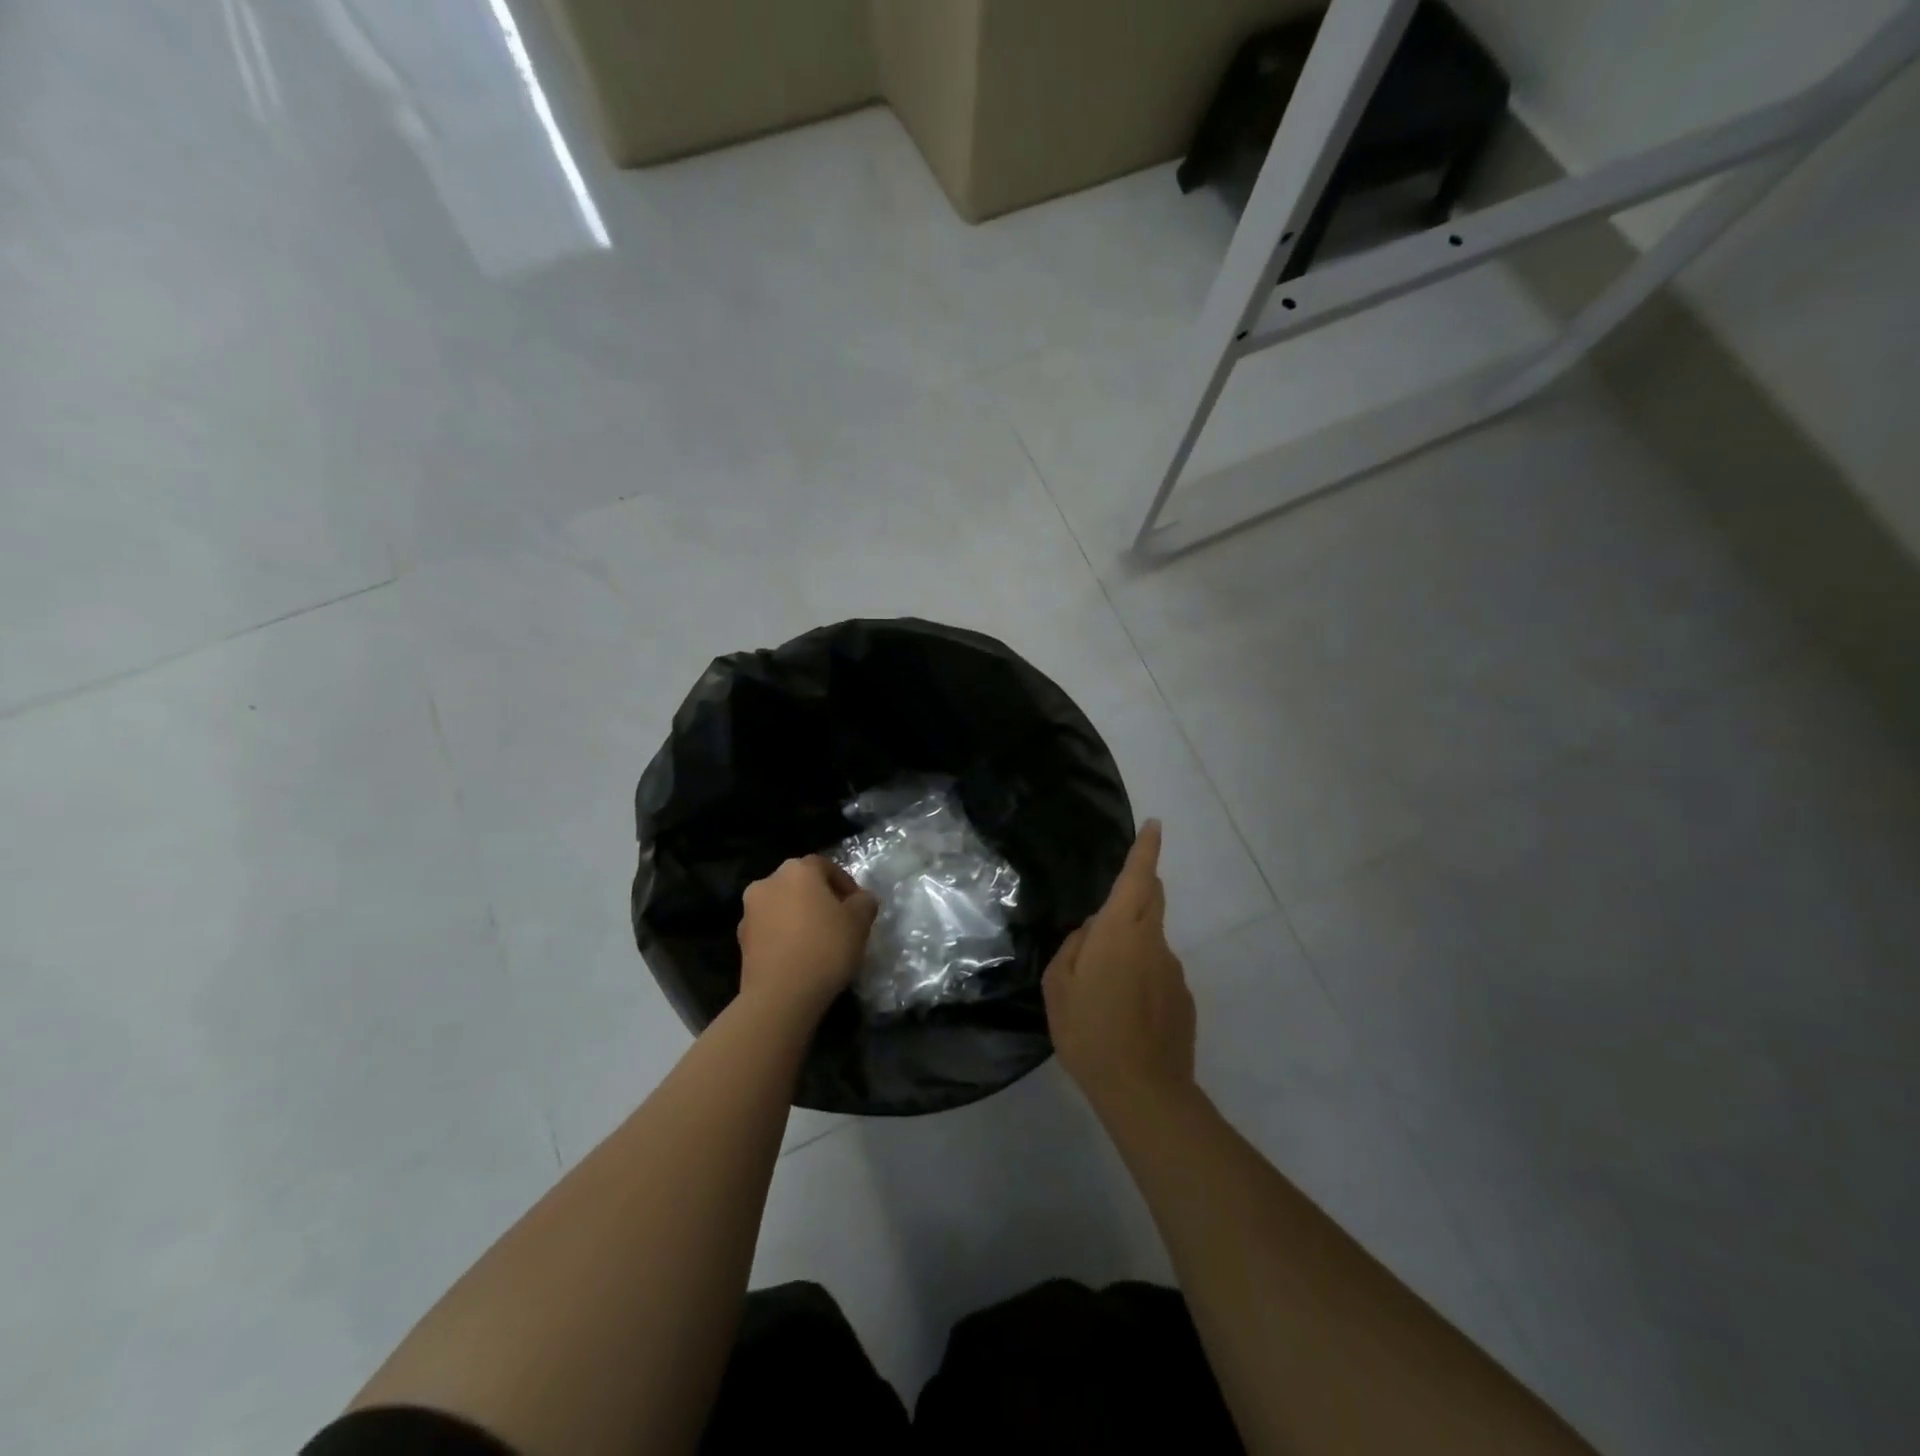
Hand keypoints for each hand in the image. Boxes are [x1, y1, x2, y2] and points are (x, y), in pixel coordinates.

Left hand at [737, 856, 877, 1019]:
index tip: (857, 905)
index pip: (824, 866)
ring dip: (798, 916)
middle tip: (838, 920)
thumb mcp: (859, 922)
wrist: (780, 995)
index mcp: (797, 870)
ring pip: (781, 905)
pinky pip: (770, 929)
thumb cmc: (825, 948)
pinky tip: (799, 955)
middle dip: (818, 897)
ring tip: (817, 940)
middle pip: (799, 883)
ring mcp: (750, 911)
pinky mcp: (741, 940)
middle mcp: (768, 882)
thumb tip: (861, 899)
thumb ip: (864, 902)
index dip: (844, 883)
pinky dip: (784, 935)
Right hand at [1043, 821, 1195, 1116]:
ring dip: (1131, 946)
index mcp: (1120, 933)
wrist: (1144, 1091)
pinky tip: (1125, 1013)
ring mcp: (1173, 971)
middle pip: (1152, 900)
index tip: (1154, 825)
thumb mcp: (1059, 988)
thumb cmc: (1090, 1032)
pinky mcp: (1184, 998)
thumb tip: (1091, 931)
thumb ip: (1073, 948)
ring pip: (1151, 940)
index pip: (1137, 878)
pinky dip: (1142, 978)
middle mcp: (1153, 943)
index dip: (1146, 849)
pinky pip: (1158, 972)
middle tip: (1108, 914)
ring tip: (1104, 990)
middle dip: (1138, 889)